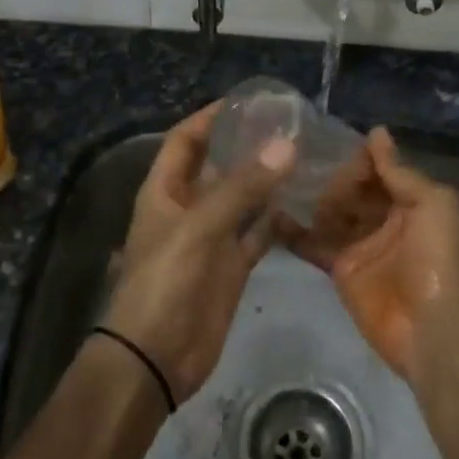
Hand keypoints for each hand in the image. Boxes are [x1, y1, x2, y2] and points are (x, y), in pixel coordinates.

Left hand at [99, 102, 295, 404]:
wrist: (155, 358)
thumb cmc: (165, 281)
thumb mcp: (199, 228)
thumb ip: (241, 187)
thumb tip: (286, 145)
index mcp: (165, 191)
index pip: (185, 140)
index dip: (209, 117)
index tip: (246, 100)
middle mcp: (188, 208)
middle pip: (216, 165)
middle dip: (245, 145)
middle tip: (288, 124)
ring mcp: (211, 238)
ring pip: (241, 198)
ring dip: (265, 179)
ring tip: (302, 154)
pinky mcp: (231, 266)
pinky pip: (256, 234)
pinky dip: (275, 219)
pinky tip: (303, 202)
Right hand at [287, 127, 458, 382]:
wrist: (434, 330)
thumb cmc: (439, 259)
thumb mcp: (434, 204)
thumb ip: (400, 171)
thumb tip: (376, 132)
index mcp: (411, 200)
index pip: (379, 169)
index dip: (359, 158)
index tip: (331, 145)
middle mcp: (383, 218)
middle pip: (352, 189)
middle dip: (333, 178)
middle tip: (305, 167)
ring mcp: (360, 245)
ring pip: (330, 212)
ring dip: (311, 198)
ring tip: (283, 180)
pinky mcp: (339, 270)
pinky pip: (313, 244)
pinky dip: (293, 232)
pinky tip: (271, 214)